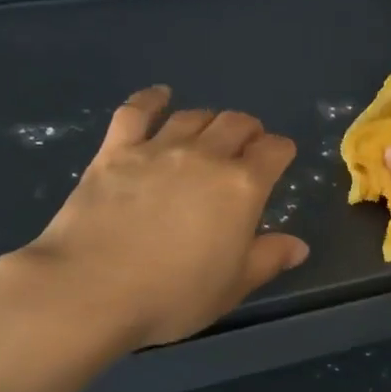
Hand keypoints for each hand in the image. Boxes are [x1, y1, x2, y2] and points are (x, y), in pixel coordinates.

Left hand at [18, 86, 309, 348]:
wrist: (91, 289)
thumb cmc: (172, 295)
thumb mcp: (232, 286)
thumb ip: (268, 259)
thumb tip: (299, 246)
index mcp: (242, 187)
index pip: (274, 151)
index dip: (280, 152)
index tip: (279, 160)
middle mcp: (206, 156)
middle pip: (236, 123)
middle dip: (248, 131)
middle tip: (245, 147)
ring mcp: (158, 148)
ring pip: (193, 116)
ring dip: (208, 120)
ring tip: (208, 133)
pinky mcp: (116, 151)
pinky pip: (136, 111)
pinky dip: (151, 99)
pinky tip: (159, 96)